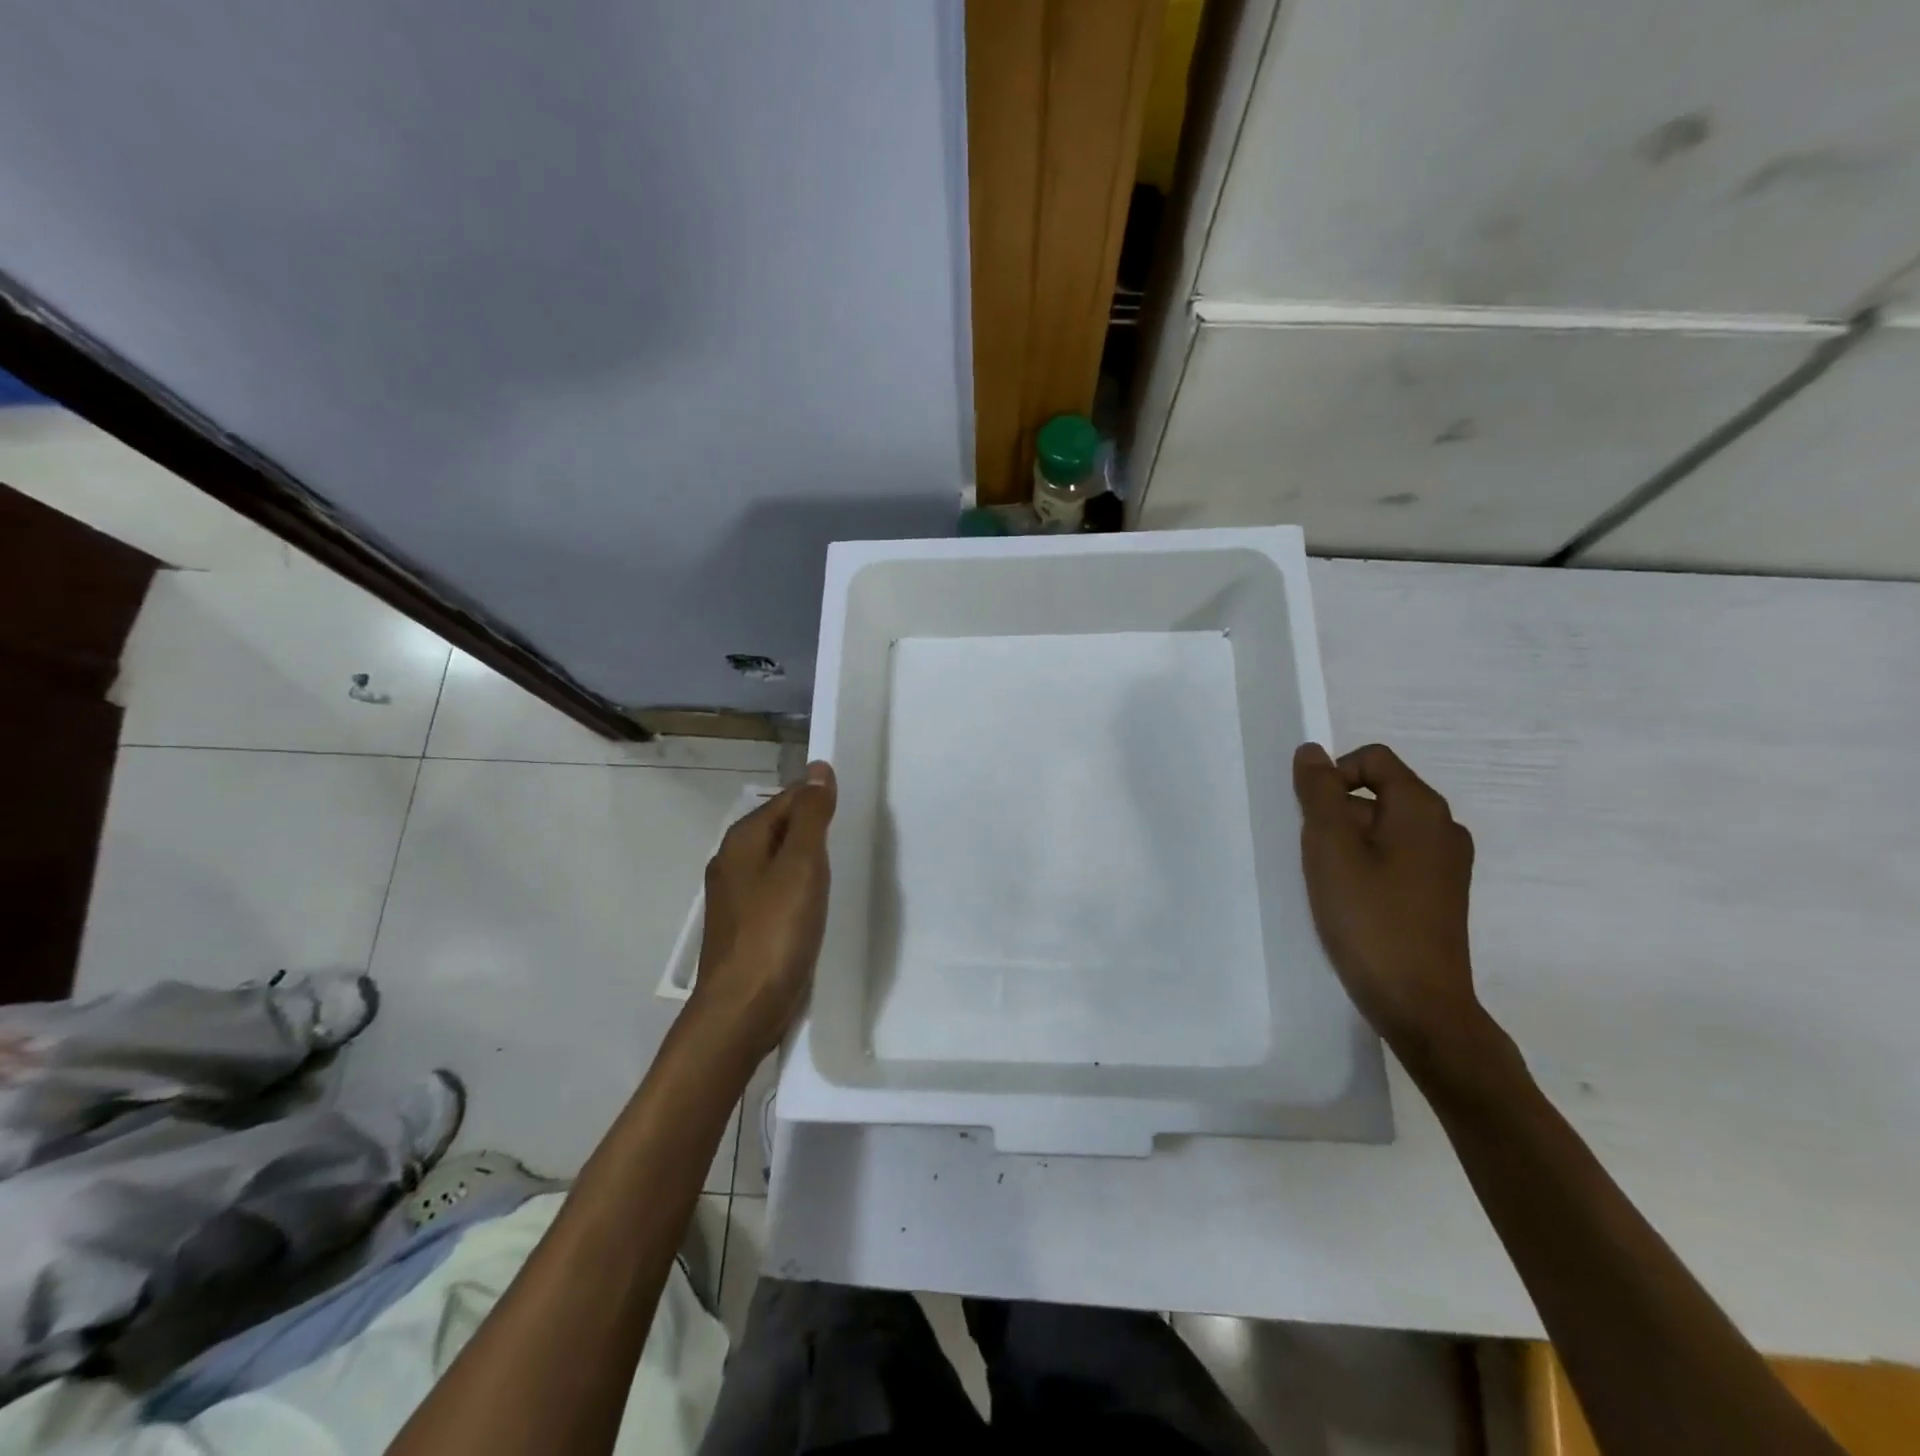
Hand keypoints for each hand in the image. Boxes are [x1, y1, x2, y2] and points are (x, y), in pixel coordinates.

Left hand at [691, 762, 836, 1058]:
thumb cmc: (775, 932)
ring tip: (841, 867)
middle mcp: (733, 860)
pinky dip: (798, 887)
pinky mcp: (745, 925)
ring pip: (779, 860)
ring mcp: (735, 896)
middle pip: (781, 827)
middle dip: (814, 827)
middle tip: (853, 836)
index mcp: (743, 839)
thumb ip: (811, 816)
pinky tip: (816, 903)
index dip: (820, 798)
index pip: (788, 798)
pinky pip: (777, 890)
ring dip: (807, 859)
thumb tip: (819, 768)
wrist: (742, 1009)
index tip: (854, 810)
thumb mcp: (801, 866)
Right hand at [1292, 743, 1493, 1076]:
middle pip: (1378, 792)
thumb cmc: (1369, 917)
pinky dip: (1367, 865)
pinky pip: (1396, 857)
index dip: (1333, 776)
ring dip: (1348, 842)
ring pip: (1384, 828)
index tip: (1310, 817)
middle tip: (1314, 855)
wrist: (1418, 1003)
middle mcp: (1443, 827)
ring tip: (1329, 882)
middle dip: (1337, 813)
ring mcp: (1446, 864)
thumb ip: (1319, 793)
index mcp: (1422, 808)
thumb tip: (1311, 751)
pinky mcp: (1439, 894)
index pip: (1372, 759)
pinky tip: (1350, 900)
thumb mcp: (1330, 847)